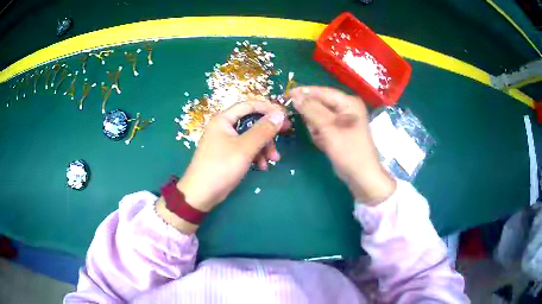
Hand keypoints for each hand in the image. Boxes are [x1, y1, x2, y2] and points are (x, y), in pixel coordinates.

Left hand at [157, 100, 288, 232]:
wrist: (201, 194)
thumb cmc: (221, 167)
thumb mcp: (245, 148)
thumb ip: (263, 130)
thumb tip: (279, 114)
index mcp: (224, 119)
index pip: (249, 105)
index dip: (268, 108)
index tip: (285, 116)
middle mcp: (224, 127)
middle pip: (251, 122)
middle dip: (268, 131)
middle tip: (285, 134)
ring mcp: (225, 141)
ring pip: (251, 137)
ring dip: (264, 146)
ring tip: (273, 160)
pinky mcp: (228, 154)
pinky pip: (246, 149)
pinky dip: (256, 155)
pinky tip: (262, 166)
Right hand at [290, 86, 394, 204]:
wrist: (361, 176)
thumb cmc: (349, 150)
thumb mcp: (329, 127)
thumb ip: (311, 109)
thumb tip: (295, 95)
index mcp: (348, 102)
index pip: (323, 92)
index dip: (305, 92)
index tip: (288, 93)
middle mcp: (346, 108)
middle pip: (320, 105)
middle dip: (313, 117)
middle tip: (314, 129)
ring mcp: (342, 121)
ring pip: (318, 117)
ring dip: (316, 128)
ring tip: (322, 139)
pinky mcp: (337, 132)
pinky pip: (322, 128)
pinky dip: (319, 135)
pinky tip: (324, 144)